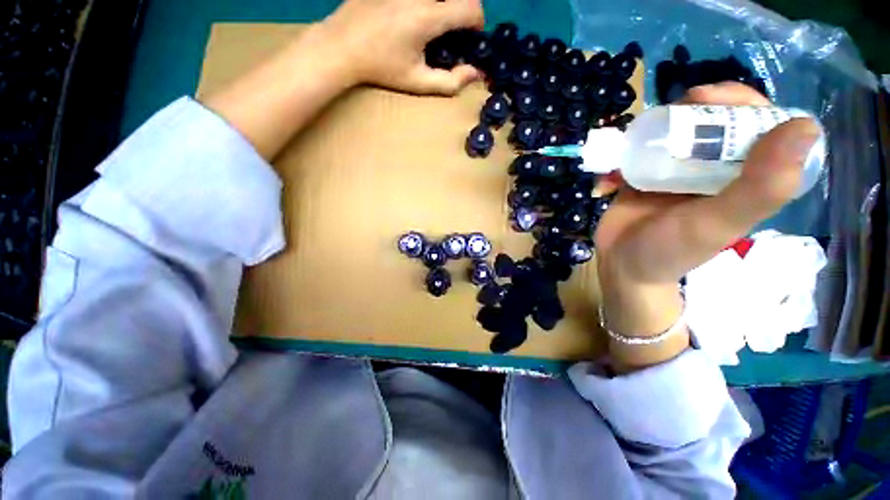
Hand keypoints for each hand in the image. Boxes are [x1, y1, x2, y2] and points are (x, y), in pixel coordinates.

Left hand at [318, 0, 483, 94]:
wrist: (342, 46)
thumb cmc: (381, 68)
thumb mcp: (417, 82)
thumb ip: (450, 82)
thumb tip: (475, 73)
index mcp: (427, 17)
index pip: (471, 7)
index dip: (477, 22)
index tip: (470, 36)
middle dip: (461, 11)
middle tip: (451, 30)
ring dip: (442, 6)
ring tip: (431, 24)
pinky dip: (425, 4)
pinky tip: (410, 17)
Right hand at [594, 82, 821, 366]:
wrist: (622, 265)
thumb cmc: (669, 251)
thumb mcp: (716, 224)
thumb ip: (760, 187)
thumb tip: (805, 127)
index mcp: (747, 178)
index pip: (761, 124)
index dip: (743, 102)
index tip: (712, 98)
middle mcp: (717, 169)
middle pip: (718, 119)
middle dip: (700, 106)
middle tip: (679, 105)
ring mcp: (679, 171)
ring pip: (680, 129)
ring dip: (663, 121)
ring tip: (646, 127)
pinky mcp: (645, 175)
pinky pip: (642, 150)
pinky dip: (629, 149)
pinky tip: (621, 159)